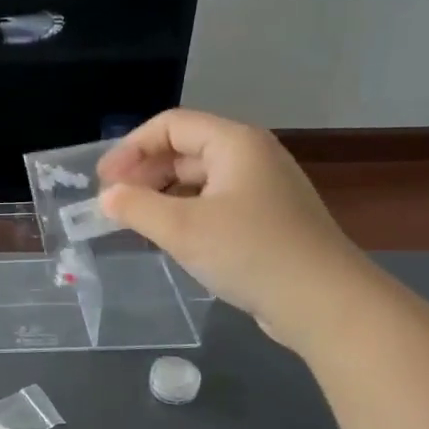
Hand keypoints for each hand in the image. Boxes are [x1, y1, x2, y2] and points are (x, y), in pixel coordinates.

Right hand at [97, 109, 377, 350]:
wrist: (325, 303)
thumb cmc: (250, 253)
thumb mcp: (182, 229)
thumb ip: (135, 207)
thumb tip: (106, 197)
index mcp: (234, 143)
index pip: (170, 126)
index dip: (131, 148)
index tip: (103, 182)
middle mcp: (251, 156)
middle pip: (184, 149)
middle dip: (144, 172)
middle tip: (114, 203)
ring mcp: (262, 188)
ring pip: (198, 178)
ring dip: (161, 194)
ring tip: (135, 222)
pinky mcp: (267, 219)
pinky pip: (214, 202)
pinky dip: (184, 212)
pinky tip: (170, 237)